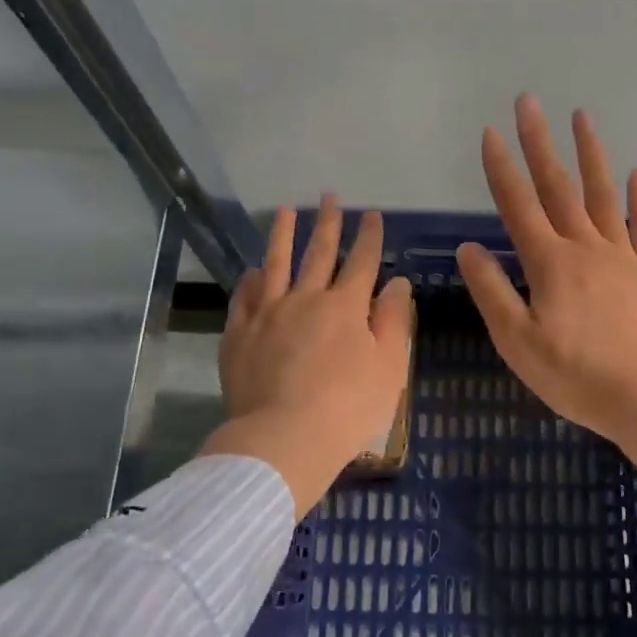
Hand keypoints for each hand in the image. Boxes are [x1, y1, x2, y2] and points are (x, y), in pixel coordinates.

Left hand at [201, 196, 414, 515]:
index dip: (369, 236)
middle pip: (319, 253)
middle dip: (327, 223)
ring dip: (283, 235)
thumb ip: (394, 320)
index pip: (362, 261)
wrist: (284, 439)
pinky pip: (244, 297)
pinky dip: (250, 279)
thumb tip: (398, 281)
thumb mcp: (388, 367)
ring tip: (285, 210)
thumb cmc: (348, 408)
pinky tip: (252, 269)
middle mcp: (306, 299)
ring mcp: (267, 314)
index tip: (372, 214)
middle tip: (329, 197)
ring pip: (276, 264)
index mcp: (346, 307)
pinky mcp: (239, 334)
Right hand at [454, 95, 636, 446]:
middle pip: (558, 187)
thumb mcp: (517, 341)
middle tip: (529, 102)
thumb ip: (492, 290)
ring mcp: (622, 257)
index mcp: (549, 263)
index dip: (501, 167)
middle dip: (540, 142)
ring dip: (591, 154)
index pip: (518, 205)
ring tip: (582, 117)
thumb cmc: (574, 375)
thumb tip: (470, 248)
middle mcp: (585, 247)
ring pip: (603, 195)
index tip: (490, 132)